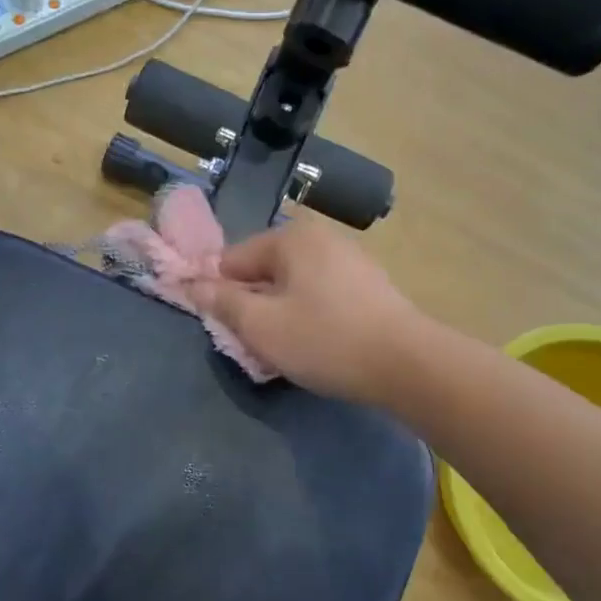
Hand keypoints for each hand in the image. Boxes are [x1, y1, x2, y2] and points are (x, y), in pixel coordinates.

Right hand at [187, 217, 424, 402]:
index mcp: (291, 237)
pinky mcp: (368, 285)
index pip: (232, 259)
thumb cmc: (325, 340)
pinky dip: (308, 316)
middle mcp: (320, 237)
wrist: (406, 364)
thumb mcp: (262, 326)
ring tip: (284, 349)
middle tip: (253, 343)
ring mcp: (349, 259)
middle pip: (264, 271)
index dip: (219, 293)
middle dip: (252, 305)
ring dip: (279, 314)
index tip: (222, 328)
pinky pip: (320, 295)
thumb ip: (223, 303)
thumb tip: (193, 284)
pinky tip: (315, 344)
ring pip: (293, 286)